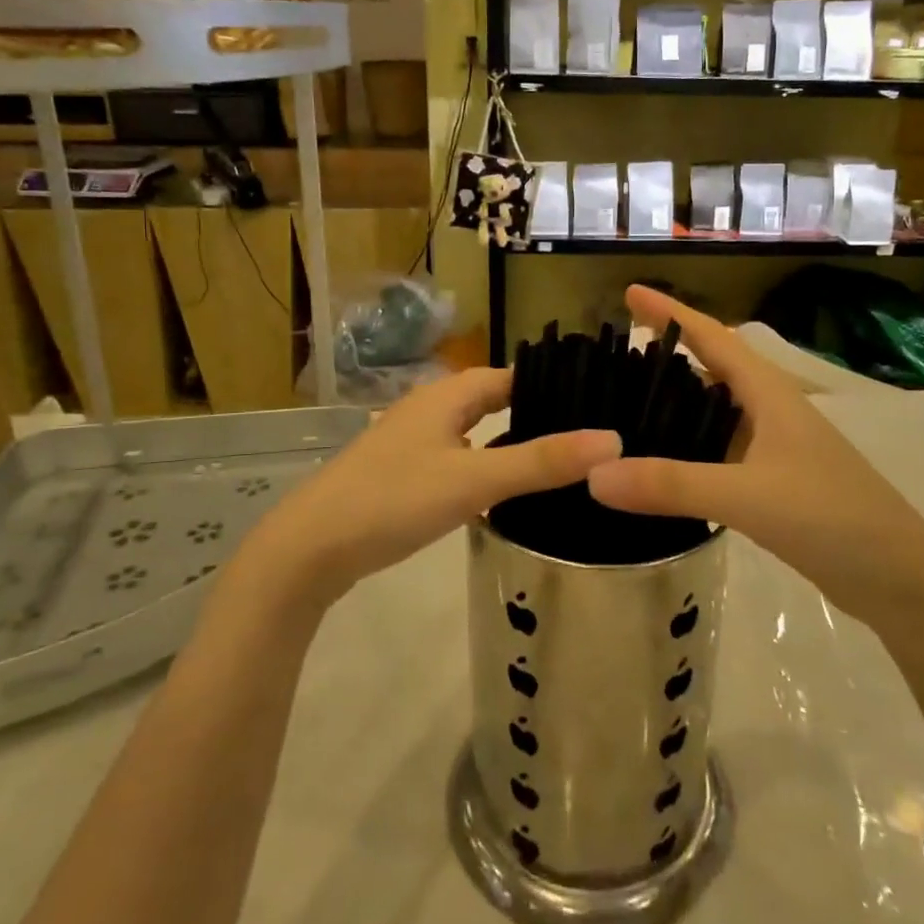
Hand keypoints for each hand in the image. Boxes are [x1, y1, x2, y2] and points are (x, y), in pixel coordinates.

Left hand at [241, 368, 618, 609]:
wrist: (310, 548)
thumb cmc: (394, 499)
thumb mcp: (475, 479)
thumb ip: (542, 461)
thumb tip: (612, 439)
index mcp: (447, 395)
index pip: (511, 375)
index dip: (550, 384)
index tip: (594, 400)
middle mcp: (430, 409)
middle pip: (492, 401)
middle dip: (534, 413)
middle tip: (586, 435)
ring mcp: (412, 442)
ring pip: (474, 432)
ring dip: (509, 442)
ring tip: (557, 463)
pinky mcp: (402, 475)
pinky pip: (457, 459)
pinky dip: (485, 467)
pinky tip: (505, 494)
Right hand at [586, 286, 923, 626]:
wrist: (899, 579)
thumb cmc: (831, 517)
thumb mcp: (747, 496)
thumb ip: (671, 484)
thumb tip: (594, 474)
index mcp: (768, 394)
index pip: (711, 338)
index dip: (671, 313)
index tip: (629, 293)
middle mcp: (770, 411)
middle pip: (711, 369)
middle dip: (667, 355)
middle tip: (613, 355)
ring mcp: (774, 448)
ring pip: (714, 412)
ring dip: (675, 404)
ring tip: (623, 405)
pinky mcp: (773, 484)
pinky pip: (718, 451)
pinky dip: (687, 448)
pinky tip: (660, 464)